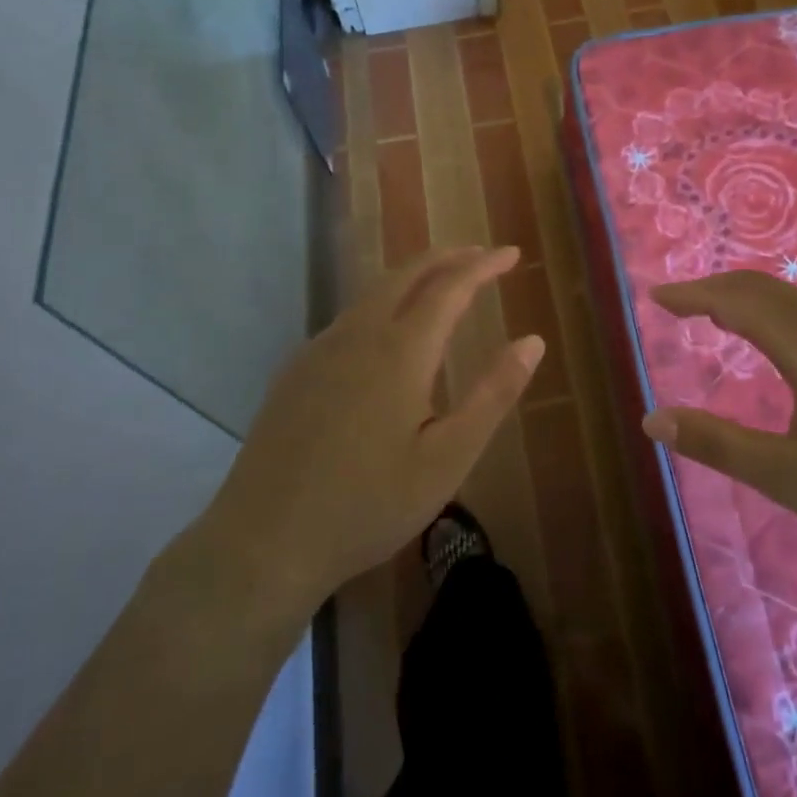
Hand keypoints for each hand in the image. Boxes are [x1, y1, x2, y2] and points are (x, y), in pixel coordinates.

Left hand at [203, 246, 543, 609]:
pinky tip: (387, 334)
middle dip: (446, 257)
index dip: (483, 266)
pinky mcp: (295, 371)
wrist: (263, 542)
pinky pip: (349, 319)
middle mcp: (357, 335)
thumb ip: (493, 395)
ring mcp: (319, 350)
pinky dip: (382, 304)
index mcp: (399, 351)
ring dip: (413, 278)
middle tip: (480, 255)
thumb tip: (533, 342)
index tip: (511, 253)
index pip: (450, 287)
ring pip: (372, 293)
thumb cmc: (368, 505)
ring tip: (441, 285)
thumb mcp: (448, 458)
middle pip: (406, 274)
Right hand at [646, 271, 796, 554]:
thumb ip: (718, 445)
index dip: (691, 296)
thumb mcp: (790, 476)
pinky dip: (775, 311)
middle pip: (760, 288)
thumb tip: (652, 420)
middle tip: (678, 303)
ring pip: (790, 299)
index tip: (655, 298)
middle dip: (713, 289)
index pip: (732, 300)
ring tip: (717, 316)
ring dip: (746, 298)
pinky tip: (779, 340)